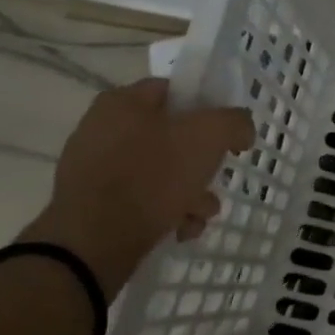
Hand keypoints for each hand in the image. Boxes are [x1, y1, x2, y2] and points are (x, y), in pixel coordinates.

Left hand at [22, 78, 254, 292]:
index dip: (208, 109)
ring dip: (191, 193)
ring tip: (200, 214)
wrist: (94, 243)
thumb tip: (240, 129)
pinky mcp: (94, 203)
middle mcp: (104, 128)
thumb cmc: (153, 176)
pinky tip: (180, 229)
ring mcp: (96, 167)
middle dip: (202, 163)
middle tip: (215, 179)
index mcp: (124, 101)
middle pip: (173, 136)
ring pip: (161, 171)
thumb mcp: (208, 136)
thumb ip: (234, 122)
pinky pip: (142, 198)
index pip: (177, 90)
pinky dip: (166, 212)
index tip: (226, 135)